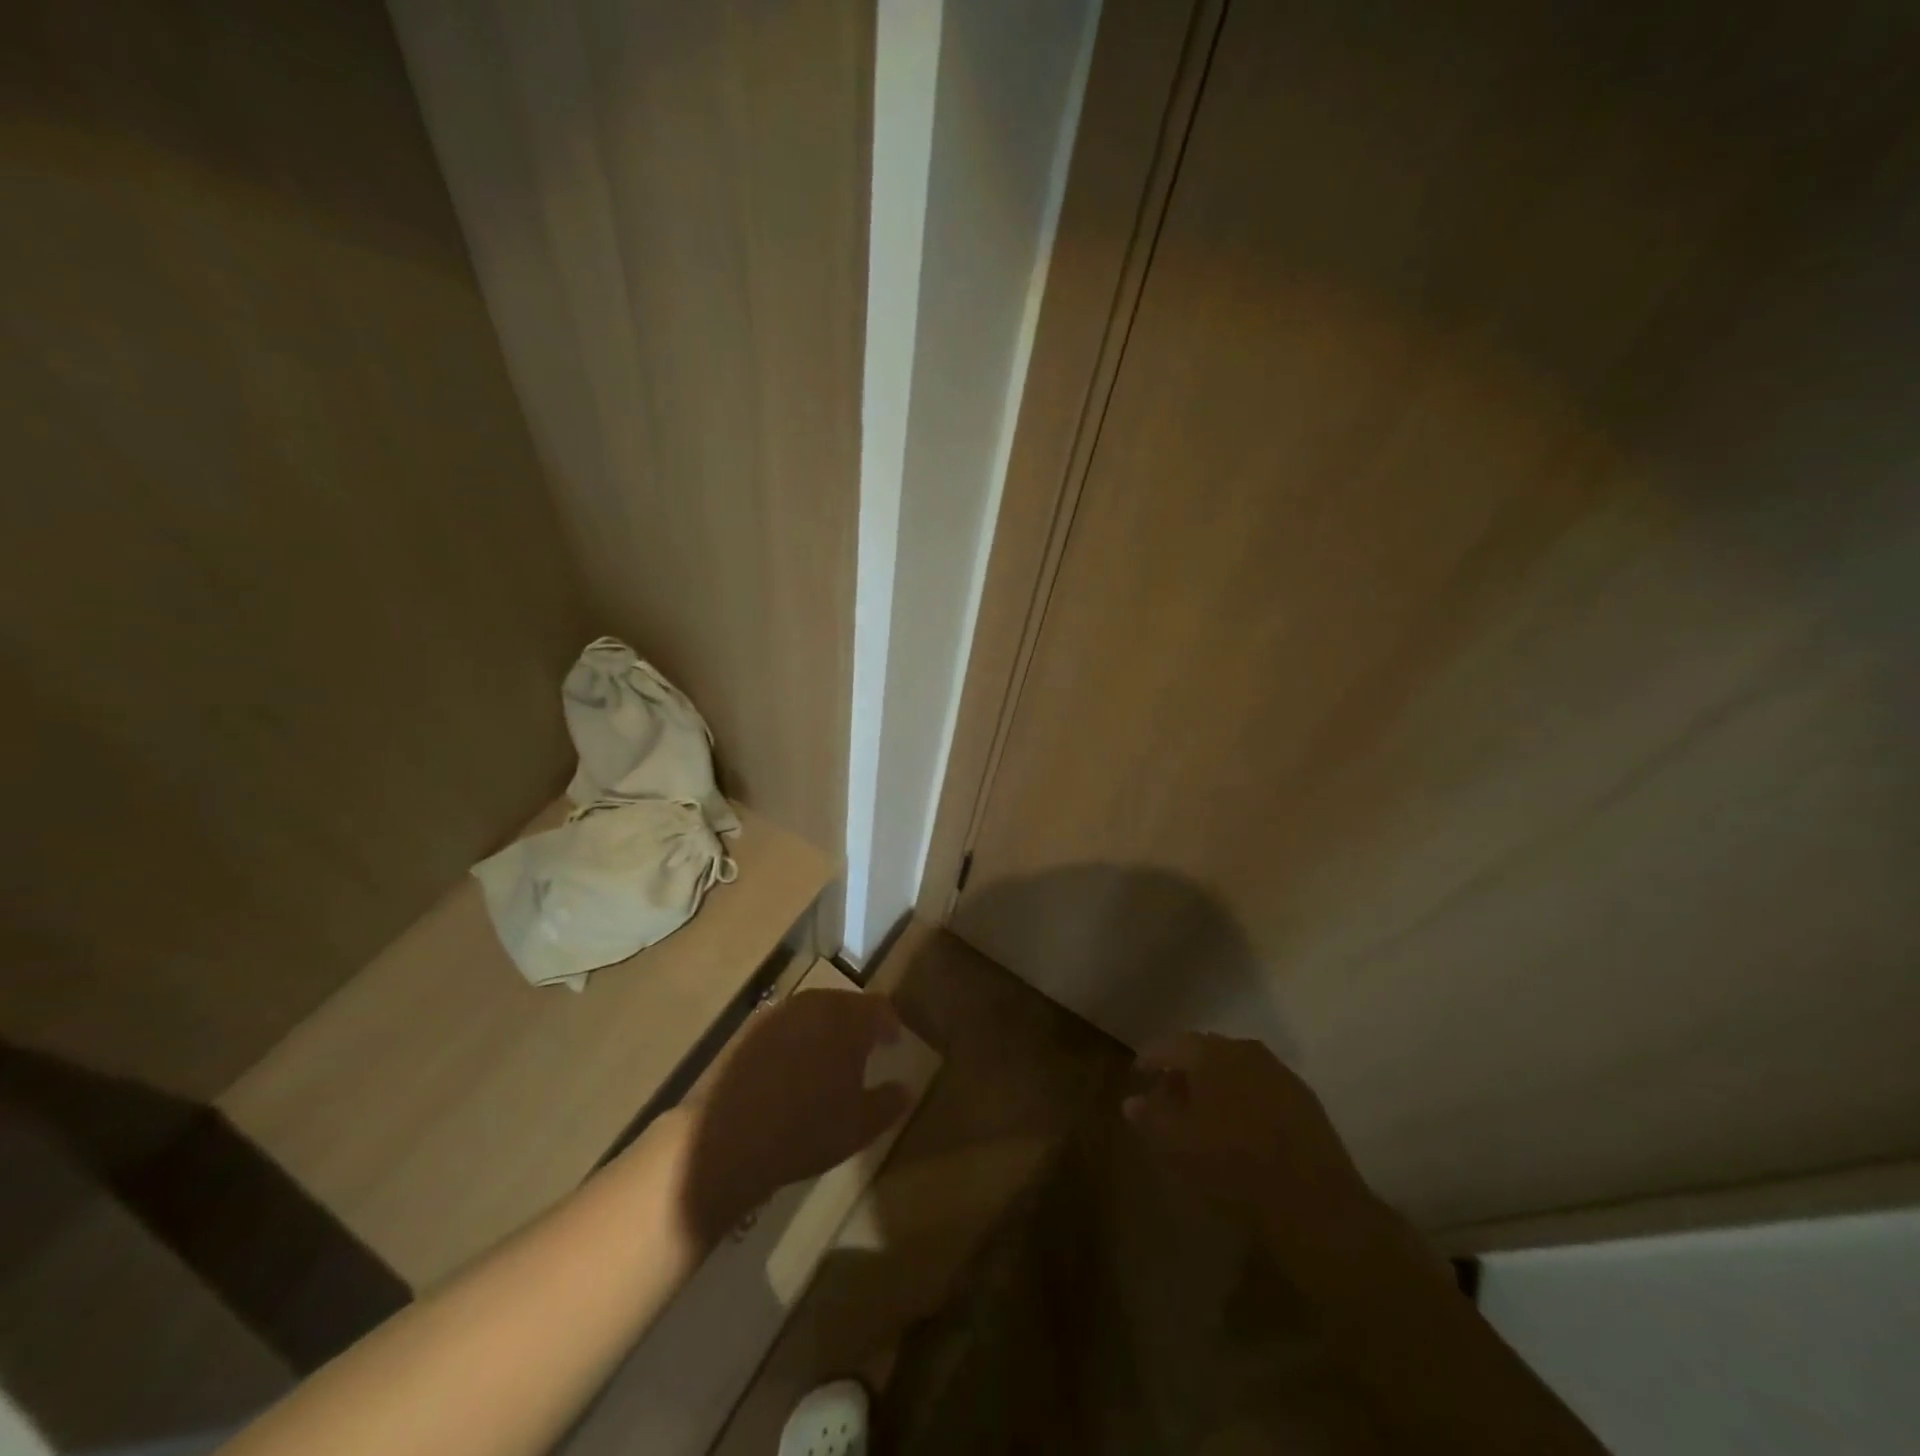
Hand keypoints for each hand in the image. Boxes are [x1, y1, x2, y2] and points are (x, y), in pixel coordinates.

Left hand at [678, 989, 913, 1241]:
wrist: (728, 1139)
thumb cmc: (808, 1129)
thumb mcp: (861, 1125)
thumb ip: (890, 1102)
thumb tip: (905, 1088)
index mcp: (848, 1018)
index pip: (879, 1008)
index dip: (889, 1024)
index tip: (894, 1043)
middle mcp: (815, 1004)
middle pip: (846, 1004)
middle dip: (858, 1024)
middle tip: (864, 1050)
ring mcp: (778, 1014)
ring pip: (814, 1013)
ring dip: (826, 1030)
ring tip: (830, 1060)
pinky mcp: (749, 1031)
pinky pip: (785, 1027)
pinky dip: (797, 1040)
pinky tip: (794, 1069)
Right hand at [1124, 1032, 1374, 1239]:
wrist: (1315, 1204)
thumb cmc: (1233, 1167)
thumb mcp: (1177, 1146)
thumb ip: (1150, 1118)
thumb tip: (1131, 1101)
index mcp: (1210, 1053)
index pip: (1169, 1044)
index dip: (1150, 1058)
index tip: (1138, 1074)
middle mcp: (1244, 1050)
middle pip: (1204, 1051)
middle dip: (1184, 1070)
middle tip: (1168, 1095)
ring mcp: (1278, 1072)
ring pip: (1235, 1068)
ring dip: (1215, 1083)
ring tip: (1202, 1112)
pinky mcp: (1304, 1099)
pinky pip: (1260, 1087)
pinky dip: (1243, 1098)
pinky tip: (1239, 1125)